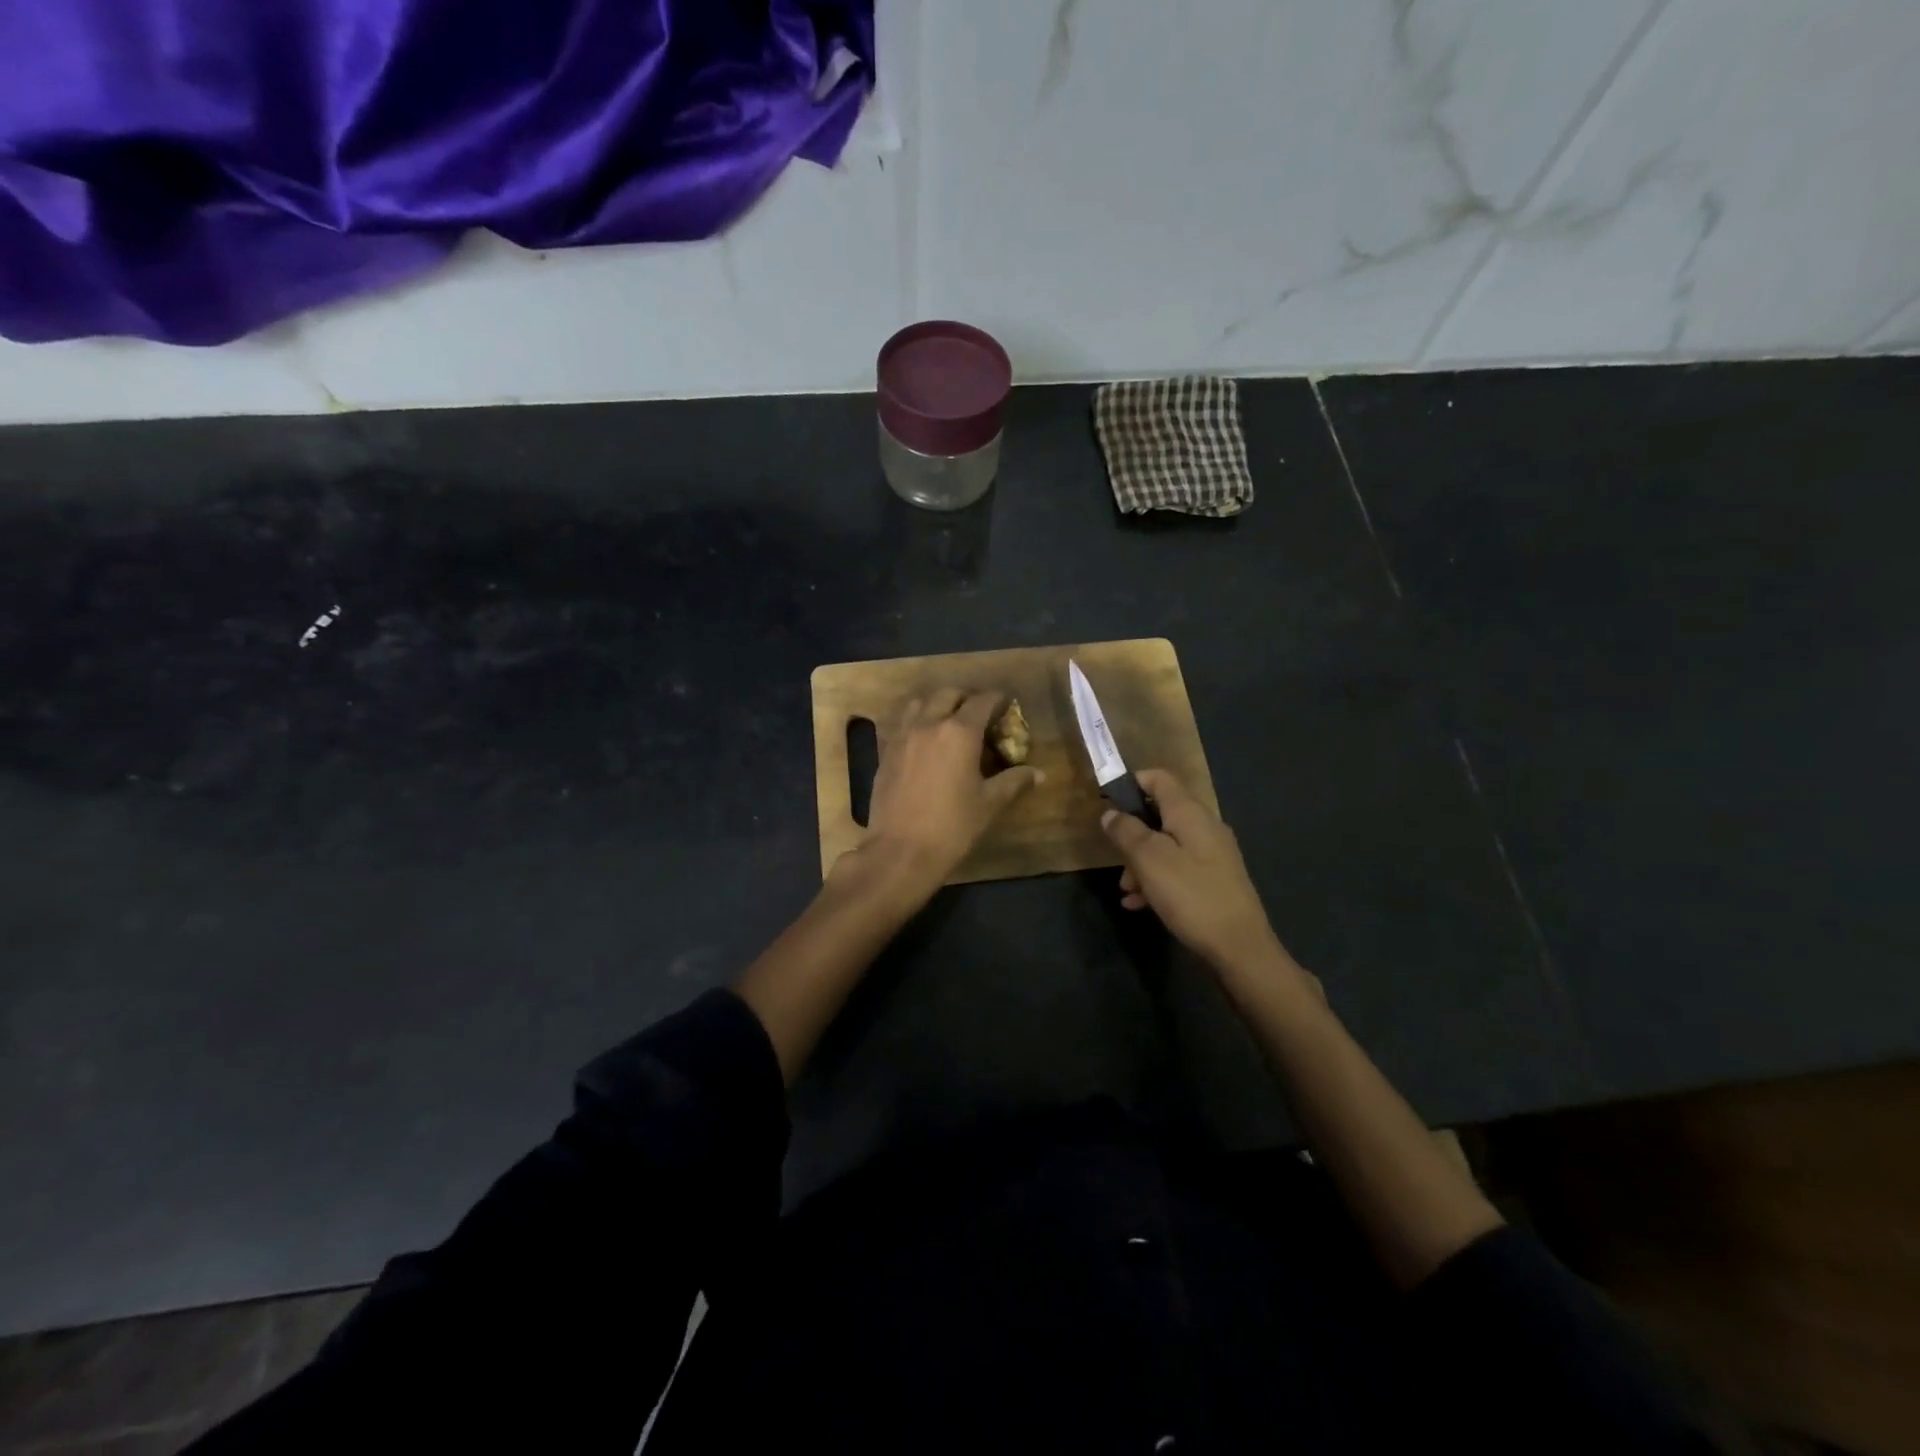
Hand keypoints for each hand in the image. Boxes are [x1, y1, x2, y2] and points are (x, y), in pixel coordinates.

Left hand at [853, 688, 1041, 891]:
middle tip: (979, 713)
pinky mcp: (886, 752)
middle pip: (949, 694)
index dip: (996, 699)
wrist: (901, 851)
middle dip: (966, 697)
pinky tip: (924, 742)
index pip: (982, 701)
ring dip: (937, 704)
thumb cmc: (952, 826)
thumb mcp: (989, 804)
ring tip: (948, 722)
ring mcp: (903, 736)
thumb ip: (1014, 781)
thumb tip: (1038, 774)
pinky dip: (916, 722)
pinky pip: (902, 724)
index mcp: (959, 732)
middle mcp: (929, 724)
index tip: (1005, 703)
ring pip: (920, 703)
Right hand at [1101, 768, 1294, 979]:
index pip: (1160, 778)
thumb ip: (1127, 832)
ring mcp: (1213, 854)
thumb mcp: (1149, 860)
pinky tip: (1140, 904)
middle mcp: (1205, 827)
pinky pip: (1178, 869)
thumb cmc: (1191, 895)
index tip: (1107, 801)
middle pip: (1161, 814)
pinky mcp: (1215, 880)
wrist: (1240, 947)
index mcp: (1190, 813)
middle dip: (1132, 833)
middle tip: (1114, 857)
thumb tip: (1111, 813)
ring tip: (1126, 890)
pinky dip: (1157, 880)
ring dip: (1141, 862)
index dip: (1132, 783)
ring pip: (1167, 845)